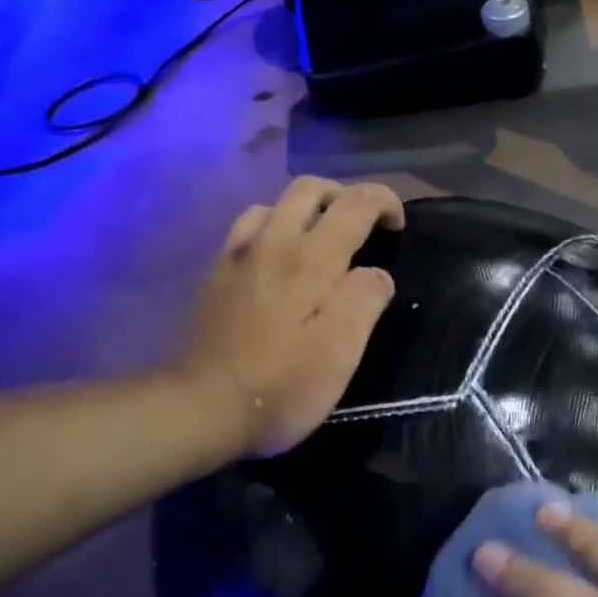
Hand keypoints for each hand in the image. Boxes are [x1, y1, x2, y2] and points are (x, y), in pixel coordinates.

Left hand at [169, 178, 403, 459]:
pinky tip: (278, 262)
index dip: (384, 201)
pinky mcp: (214, 275)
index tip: (397, 226)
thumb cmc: (283, 384)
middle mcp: (272, 243)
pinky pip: (247, 229)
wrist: (200, 408)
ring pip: (274, 204)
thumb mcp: (341, 351)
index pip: (355, 202)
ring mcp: (237, 256)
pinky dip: (273, 229)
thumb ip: (365, 300)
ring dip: (305, 211)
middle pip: (309, 188)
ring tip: (320, 242)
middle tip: (362, 226)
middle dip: (343, 195)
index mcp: (311, 259)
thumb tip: (376, 274)